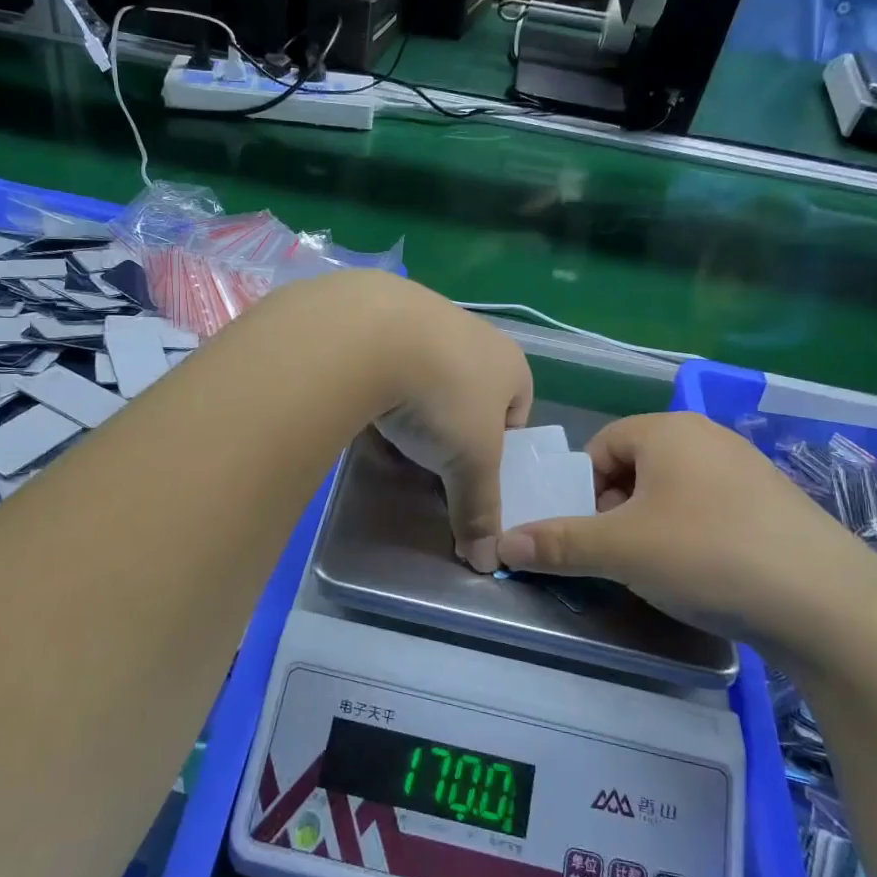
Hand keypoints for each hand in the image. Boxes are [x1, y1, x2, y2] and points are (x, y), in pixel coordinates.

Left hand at [365, 280, 533, 572]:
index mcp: (509, 363)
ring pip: (424, 375)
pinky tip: (359, 409)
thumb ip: (480, 510)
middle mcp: (472, 333)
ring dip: (412, 406)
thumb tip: (488, 562)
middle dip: (451, 428)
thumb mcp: (470, 465)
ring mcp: (423, 316)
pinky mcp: (376, 313)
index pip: (517, 411)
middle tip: (429, 459)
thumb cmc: (443, 398)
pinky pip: (384, 361)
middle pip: (468, 393)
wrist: (371, 333)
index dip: (499, 446)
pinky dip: (377, 386)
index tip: (472, 471)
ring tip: (389, 437)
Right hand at [495, 413, 876, 658]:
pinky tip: (707, 575)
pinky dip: (695, 536)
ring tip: (662, 570)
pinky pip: (713, 509)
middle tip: (620, 556)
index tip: (589, 535)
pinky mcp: (775, 505)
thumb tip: (502, 543)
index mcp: (668, 430)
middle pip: (636, 467)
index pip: (601, 446)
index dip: (583, 491)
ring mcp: (748, 469)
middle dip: (617, 510)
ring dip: (654, 525)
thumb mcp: (621, 551)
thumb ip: (558, 544)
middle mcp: (708, 436)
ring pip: (675, 491)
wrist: (829, 604)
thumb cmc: (708, 555)